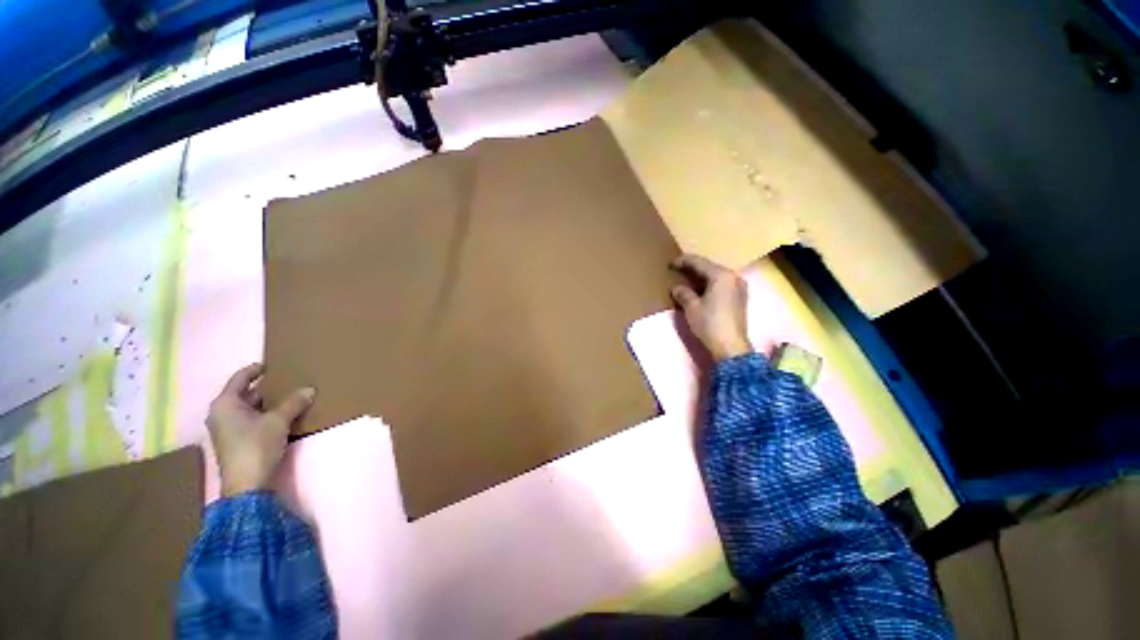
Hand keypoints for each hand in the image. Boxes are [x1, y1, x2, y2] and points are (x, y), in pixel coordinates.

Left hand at [207, 364, 314, 496]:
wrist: (246, 484)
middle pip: (244, 393)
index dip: (255, 370)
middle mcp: (221, 413)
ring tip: (289, 397)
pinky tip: (281, 416)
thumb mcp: (279, 421)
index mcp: (225, 403)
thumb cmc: (256, 446)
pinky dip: (264, 414)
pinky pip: (250, 420)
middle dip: (265, 388)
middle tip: (287, 381)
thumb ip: (294, 403)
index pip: (240, 378)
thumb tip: (309, 389)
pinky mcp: (234, 441)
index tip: (272, 364)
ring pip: (248, 408)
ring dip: (267, 402)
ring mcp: (226, 429)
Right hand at [670, 254, 752, 361]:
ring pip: (716, 277)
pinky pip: (721, 286)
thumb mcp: (691, 307)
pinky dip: (709, 286)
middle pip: (709, 268)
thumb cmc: (709, 323)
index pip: (699, 262)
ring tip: (686, 280)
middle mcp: (733, 277)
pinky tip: (699, 291)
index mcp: (721, 275)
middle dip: (693, 269)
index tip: (670, 263)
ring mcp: (739, 288)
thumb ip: (683, 293)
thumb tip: (677, 288)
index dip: (683, 261)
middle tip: (677, 270)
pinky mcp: (740, 299)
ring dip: (701, 278)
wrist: (730, 347)